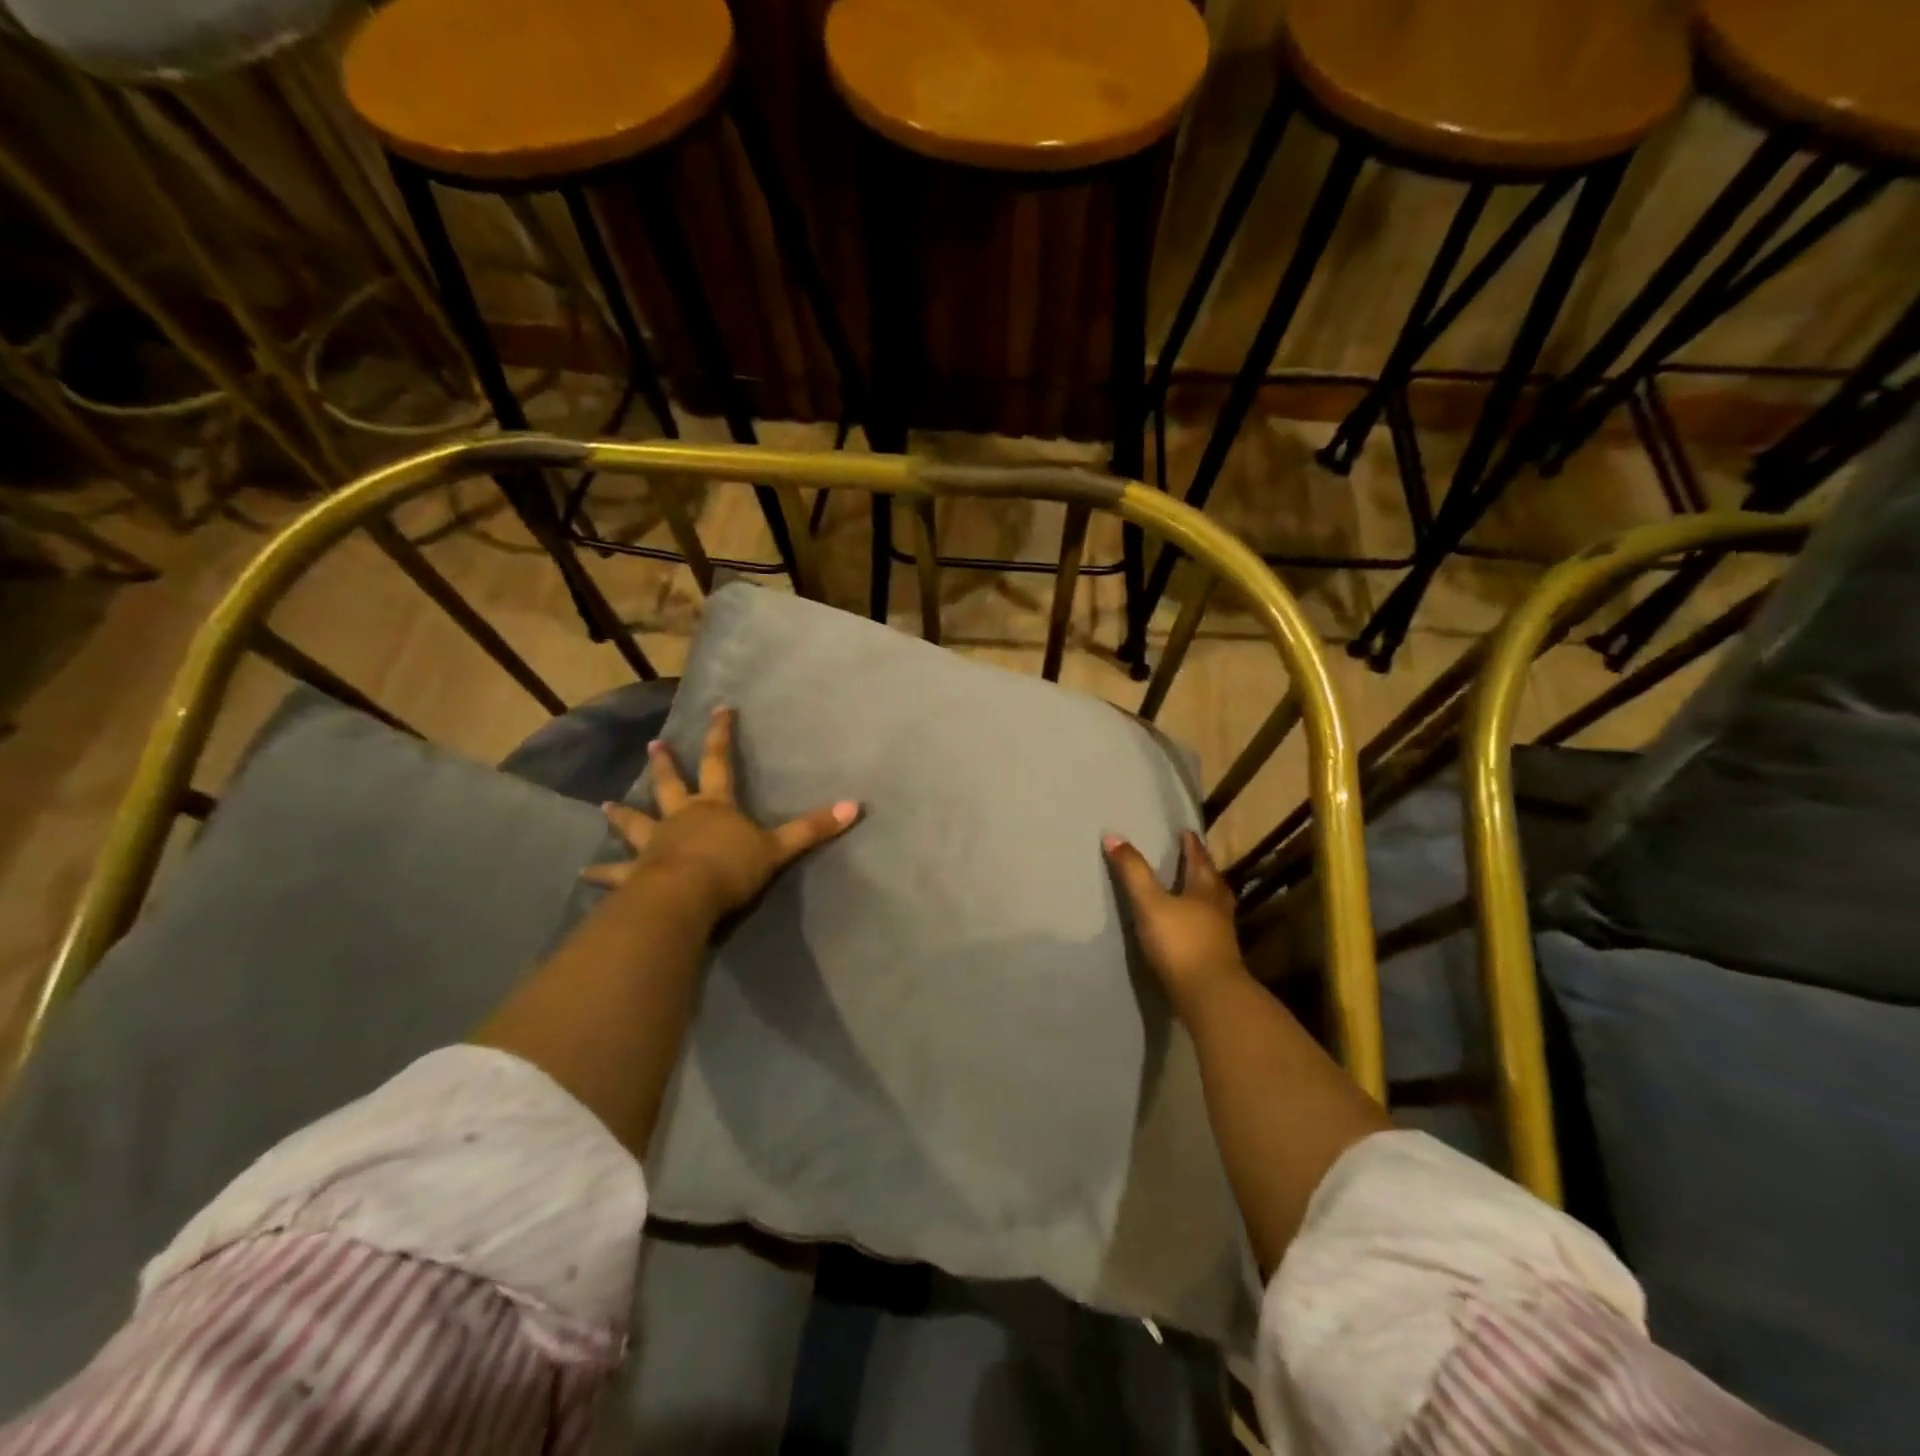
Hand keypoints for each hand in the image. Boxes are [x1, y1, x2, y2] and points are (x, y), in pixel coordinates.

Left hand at [585, 706, 859, 920]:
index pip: (720, 761)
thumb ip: (813, 828)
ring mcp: (655, 844)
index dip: (721, 735)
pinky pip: (618, 873)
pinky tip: (585, 875)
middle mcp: (682, 817)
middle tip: (654, 745)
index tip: (719, 709)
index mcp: (715, 806)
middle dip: (666, 764)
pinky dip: (603, 873)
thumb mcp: (778, 848)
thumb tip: (855, 806)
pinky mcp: (637, 874)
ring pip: (638, 823)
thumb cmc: (731, 867)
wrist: (686, 896)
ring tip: (606, 806)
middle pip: (673, 784)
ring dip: (624, 816)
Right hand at [1104, 830, 1248, 1013]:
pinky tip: (1190, 928)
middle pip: (1212, 882)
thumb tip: (1113, 835)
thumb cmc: (1180, 942)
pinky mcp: (1217, 959)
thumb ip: (1133, 871)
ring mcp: (1221, 936)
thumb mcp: (1150, 903)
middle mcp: (1218, 909)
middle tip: (1193, 858)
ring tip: (1191, 892)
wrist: (1209, 995)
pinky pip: (1210, 930)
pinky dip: (1200, 922)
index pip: (1198, 860)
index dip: (1191, 846)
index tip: (1186, 832)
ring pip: (1215, 907)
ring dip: (1204, 896)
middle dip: (1202, 869)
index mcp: (1204, 890)